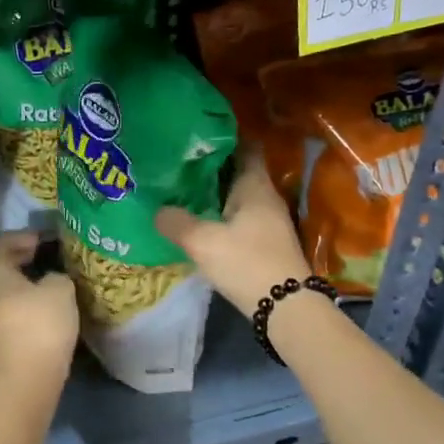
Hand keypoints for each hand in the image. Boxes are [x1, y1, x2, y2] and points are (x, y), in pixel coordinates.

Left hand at [0, 232, 78, 383]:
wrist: (25, 380)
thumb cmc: (41, 325)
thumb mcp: (60, 289)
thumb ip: (55, 276)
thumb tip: (49, 280)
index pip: (2, 244)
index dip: (24, 237)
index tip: (45, 240)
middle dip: (17, 261)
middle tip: (42, 258)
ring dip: (14, 286)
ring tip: (38, 286)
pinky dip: (12, 307)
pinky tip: (31, 312)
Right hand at [156, 151, 310, 309]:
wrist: (285, 308)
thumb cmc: (246, 263)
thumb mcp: (202, 241)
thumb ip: (176, 221)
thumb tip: (157, 210)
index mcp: (254, 185)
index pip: (244, 147)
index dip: (222, 138)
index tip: (196, 135)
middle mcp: (265, 197)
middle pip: (237, 172)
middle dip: (211, 167)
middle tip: (178, 164)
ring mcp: (268, 221)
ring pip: (237, 196)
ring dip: (214, 193)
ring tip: (182, 192)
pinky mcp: (265, 243)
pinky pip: (239, 218)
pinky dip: (220, 215)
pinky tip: (199, 222)